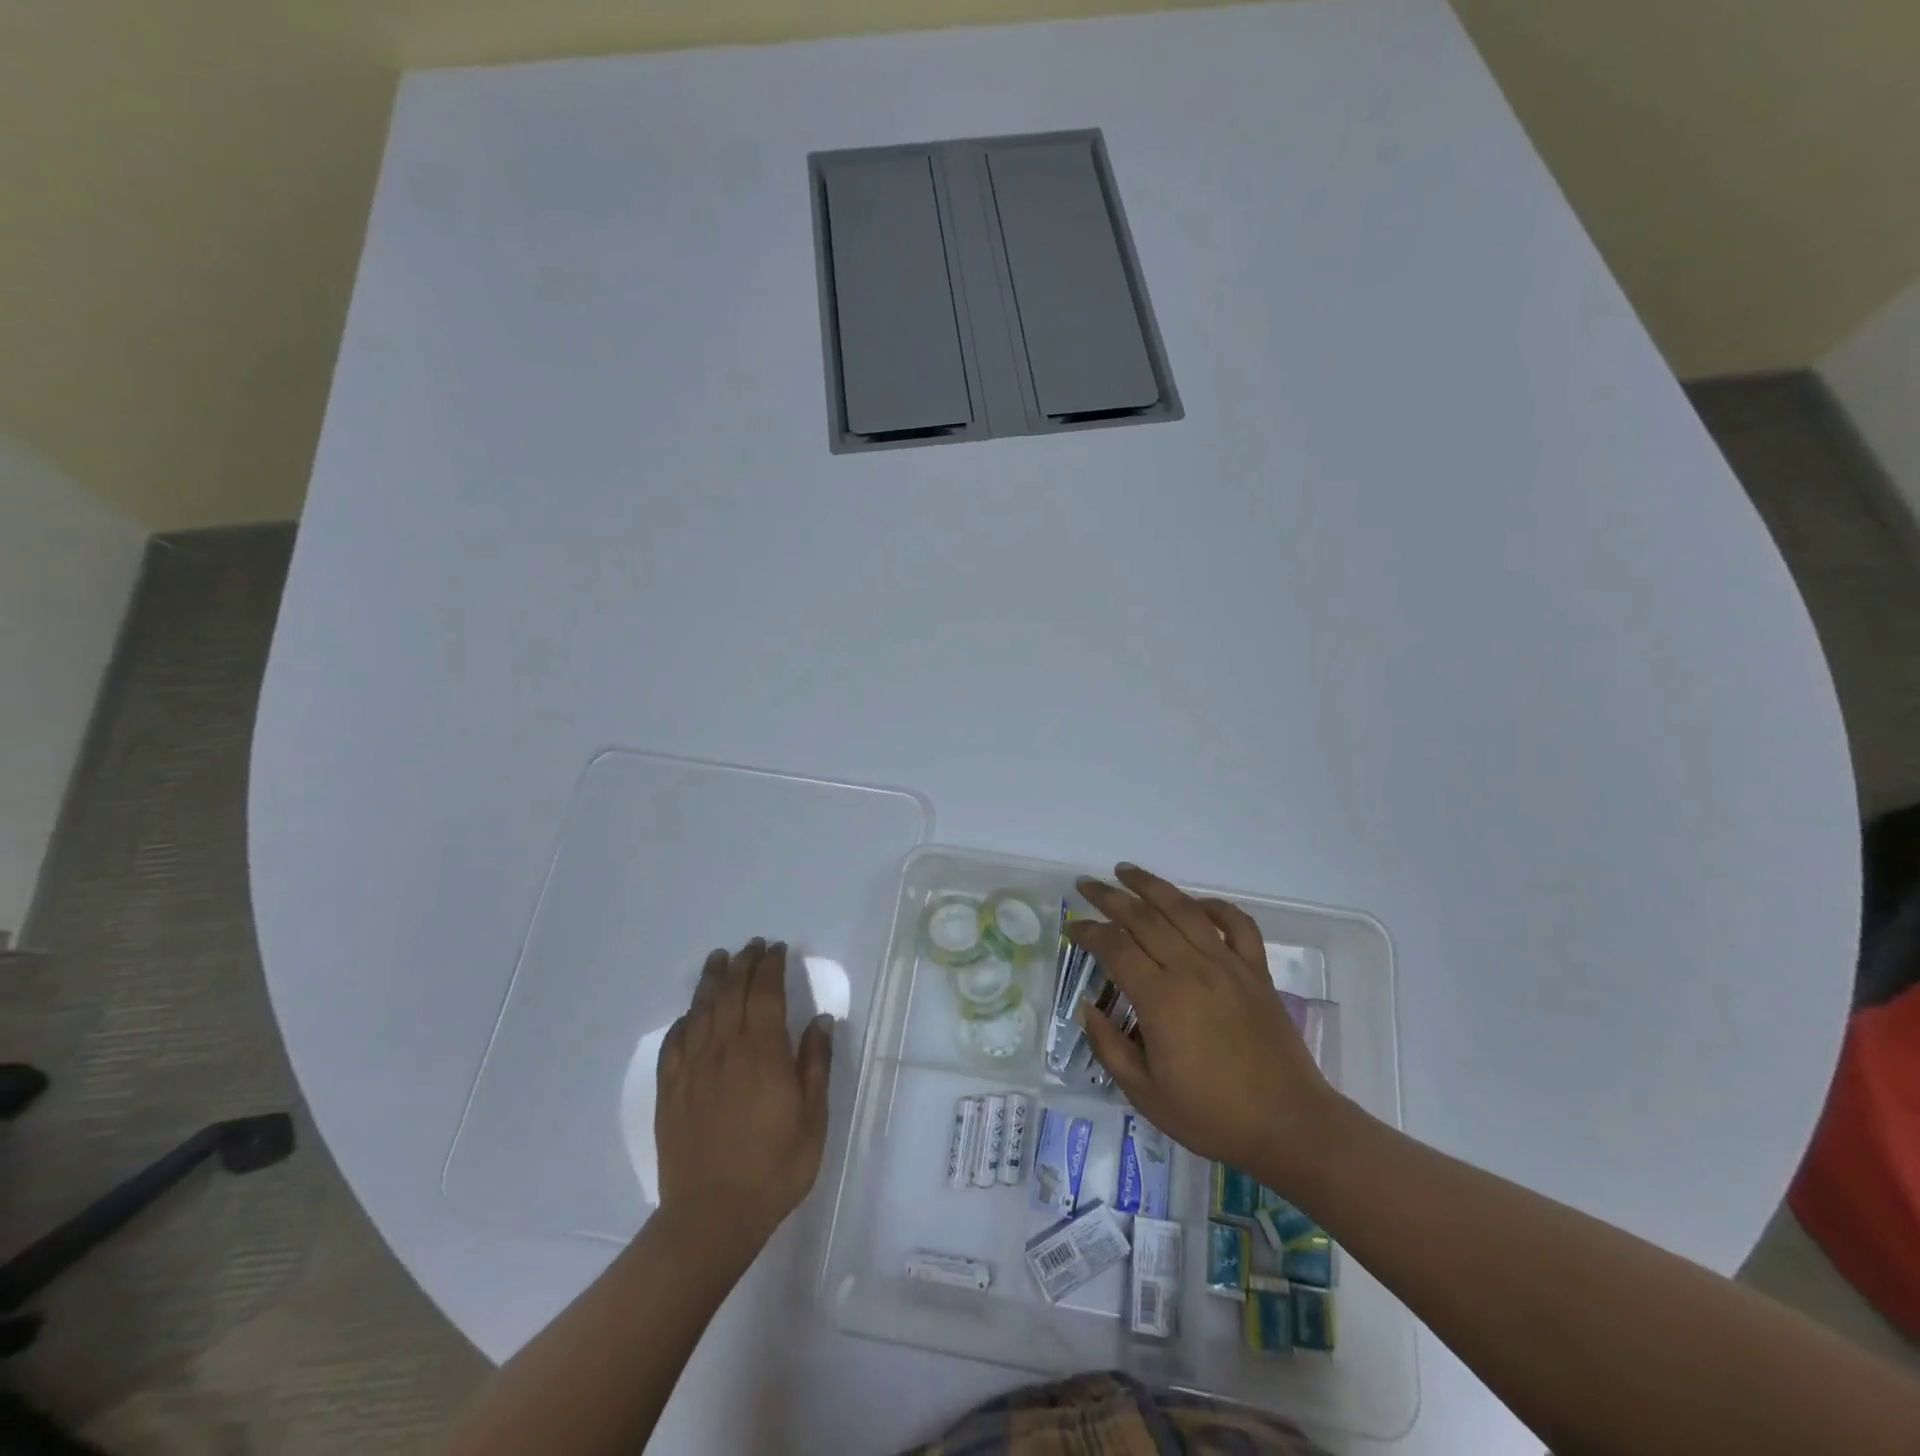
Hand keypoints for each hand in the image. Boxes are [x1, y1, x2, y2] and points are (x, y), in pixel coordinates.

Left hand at [656, 939, 833, 1247]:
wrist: (712, 1217)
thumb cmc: (774, 1167)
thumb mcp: (812, 1118)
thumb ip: (815, 1064)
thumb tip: (821, 1020)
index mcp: (762, 1051)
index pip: (765, 992)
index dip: (771, 966)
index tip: (777, 948)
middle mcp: (724, 1049)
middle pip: (731, 992)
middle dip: (743, 963)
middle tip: (751, 946)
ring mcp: (693, 1068)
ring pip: (701, 1010)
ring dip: (711, 980)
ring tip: (718, 959)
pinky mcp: (670, 1091)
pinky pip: (674, 1044)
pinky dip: (684, 1021)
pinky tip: (689, 1015)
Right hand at [1070, 865, 1339, 1183]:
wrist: (1289, 1126)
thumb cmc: (1212, 1116)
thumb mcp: (1145, 1095)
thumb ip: (1109, 1048)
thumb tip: (1089, 1008)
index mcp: (1160, 999)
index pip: (1114, 947)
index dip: (1087, 932)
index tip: (1071, 928)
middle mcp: (1192, 969)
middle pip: (1143, 917)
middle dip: (1109, 897)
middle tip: (1086, 885)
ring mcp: (1228, 966)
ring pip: (1185, 910)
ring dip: (1152, 886)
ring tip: (1126, 871)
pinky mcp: (1256, 972)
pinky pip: (1237, 924)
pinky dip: (1215, 907)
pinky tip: (1196, 904)